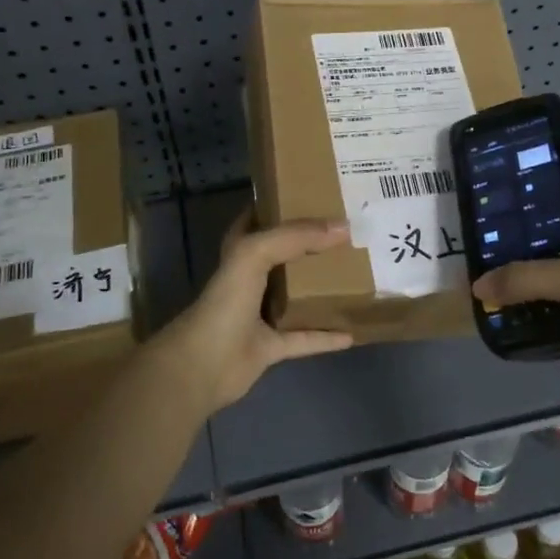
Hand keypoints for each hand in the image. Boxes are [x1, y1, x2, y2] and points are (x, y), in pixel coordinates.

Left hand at [152, 210, 354, 412]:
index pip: (260, 218)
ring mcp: (259, 314)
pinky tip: (352, 333)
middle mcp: (249, 278)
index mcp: (240, 251)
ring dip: (320, 289)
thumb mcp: (256, 253)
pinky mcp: (270, 347)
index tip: (315, 194)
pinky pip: (304, 338)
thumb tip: (343, 227)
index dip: (282, 204)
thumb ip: (296, 236)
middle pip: (284, 256)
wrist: (204, 364)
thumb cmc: (226, 300)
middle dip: (311, 245)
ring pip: (295, 296)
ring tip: (355, 277)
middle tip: (348, 234)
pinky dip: (326, 337)